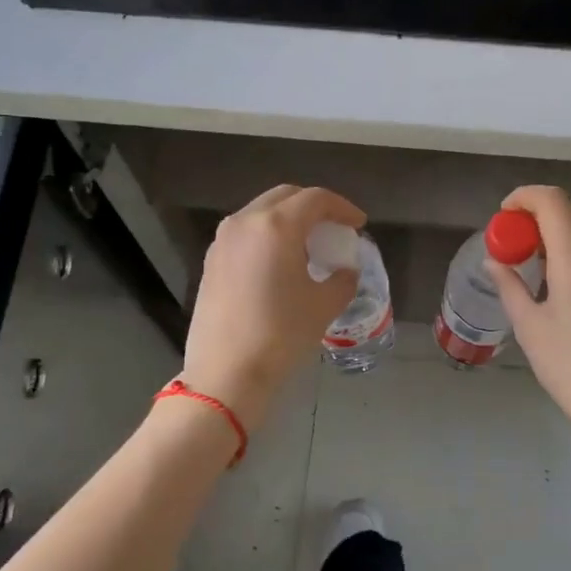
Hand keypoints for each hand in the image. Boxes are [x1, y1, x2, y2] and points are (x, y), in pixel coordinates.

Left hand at [180, 184, 364, 430]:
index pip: (316, 199)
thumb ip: (342, 279)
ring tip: (308, 246)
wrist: (226, 373)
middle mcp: (245, 222)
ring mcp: (223, 240)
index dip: (342, 208)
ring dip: (288, 220)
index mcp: (276, 225)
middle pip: (285, 197)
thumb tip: (345, 270)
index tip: (358, 224)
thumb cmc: (281, 334)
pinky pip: (245, 234)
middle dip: (314, 207)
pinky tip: (280, 263)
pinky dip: (268, 236)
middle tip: (334, 229)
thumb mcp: (324, 306)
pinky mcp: (211, 261)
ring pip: (261, 213)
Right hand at [485, 186, 570, 474]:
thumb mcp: (529, 328)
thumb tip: (494, 262)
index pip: (552, 202)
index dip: (525, 196)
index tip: (506, 213)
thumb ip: (510, 286)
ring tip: (545, 264)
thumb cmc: (570, 369)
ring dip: (567, 233)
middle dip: (544, 214)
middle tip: (521, 239)